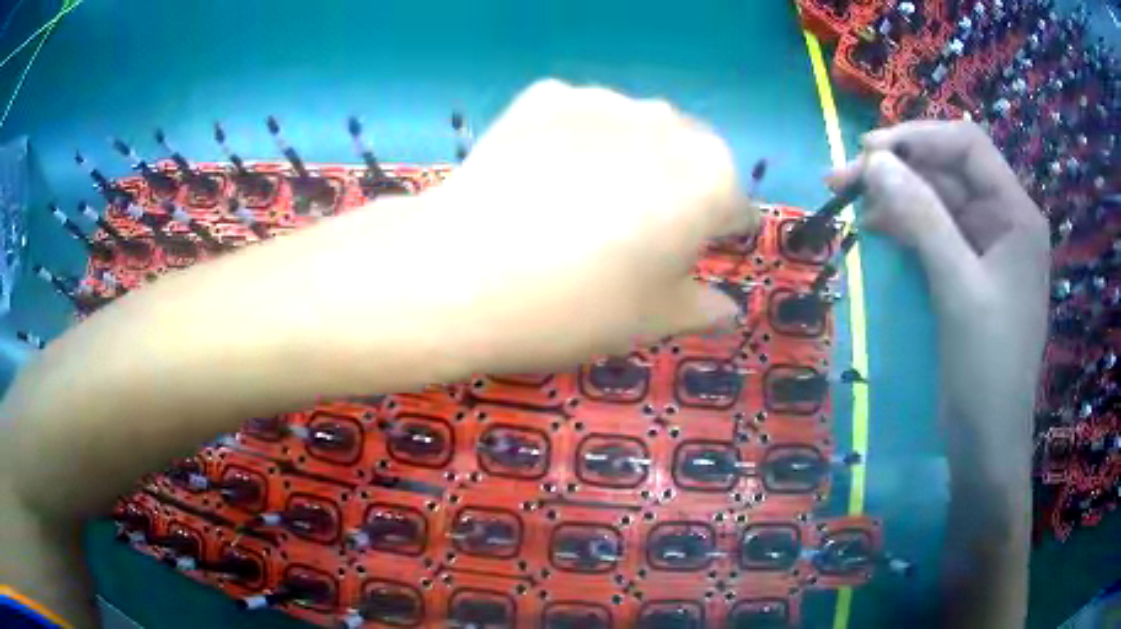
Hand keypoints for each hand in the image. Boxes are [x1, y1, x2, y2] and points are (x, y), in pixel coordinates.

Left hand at [423, 80, 758, 372]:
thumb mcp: (653, 320)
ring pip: (635, 131)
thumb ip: (702, 308)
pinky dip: (573, 140)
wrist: (461, 273)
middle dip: (674, 191)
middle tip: (629, 235)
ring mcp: (602, 98)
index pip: (734, 208)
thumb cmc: (577, 306)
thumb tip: (727, 310)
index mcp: (712, 177)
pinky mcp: (545, 94)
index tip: (686, 259)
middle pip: (688, 159)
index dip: (714, 237)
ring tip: (579, 202)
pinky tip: (542, 175)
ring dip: (626, 158)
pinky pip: (578, 117)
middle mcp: (669, 122)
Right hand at [828, 120, 1047, 626]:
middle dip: (899, 169)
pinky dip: (906, 226)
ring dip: (896, 197)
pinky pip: (936, 233)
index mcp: (1016, 214)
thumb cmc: (987, 369)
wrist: (987, 443)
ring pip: (938, 201)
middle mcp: (1004, 220)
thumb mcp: (958, 289)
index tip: (869, 151)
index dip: (919, 138)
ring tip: (848, 200)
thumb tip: (874, 163)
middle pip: (949, 172)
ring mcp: (987, 248)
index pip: (968, 145)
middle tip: (841, 177)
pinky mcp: (970, 274)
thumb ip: (922, 219)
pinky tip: (877, 228)